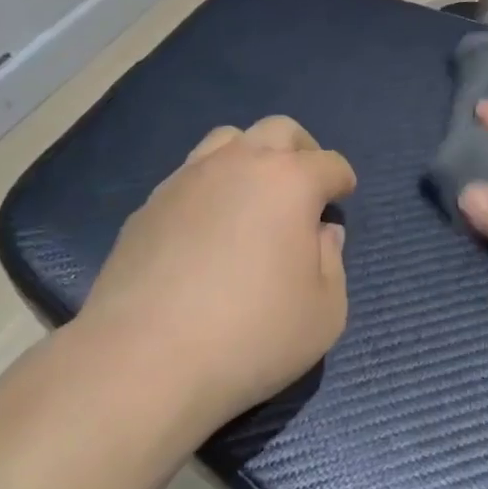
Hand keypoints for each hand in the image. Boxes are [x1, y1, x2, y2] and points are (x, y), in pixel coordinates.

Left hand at [80, 116, 355, 434]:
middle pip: (278, 130)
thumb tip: (320, 233)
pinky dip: (210, 188)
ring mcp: (188, 179)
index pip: (329, 163)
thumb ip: (332, 261)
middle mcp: (239, 164)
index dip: (342, 180)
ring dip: (250, 157)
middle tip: (304, 186)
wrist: (145, 358)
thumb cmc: (252, 335)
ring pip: (227, 140)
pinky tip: (207, 228)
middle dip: (301, 151)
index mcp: (290, 181)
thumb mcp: (325, 312)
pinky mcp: (149, 205)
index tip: (342, 197)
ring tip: (253, 197)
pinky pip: (189, 176)